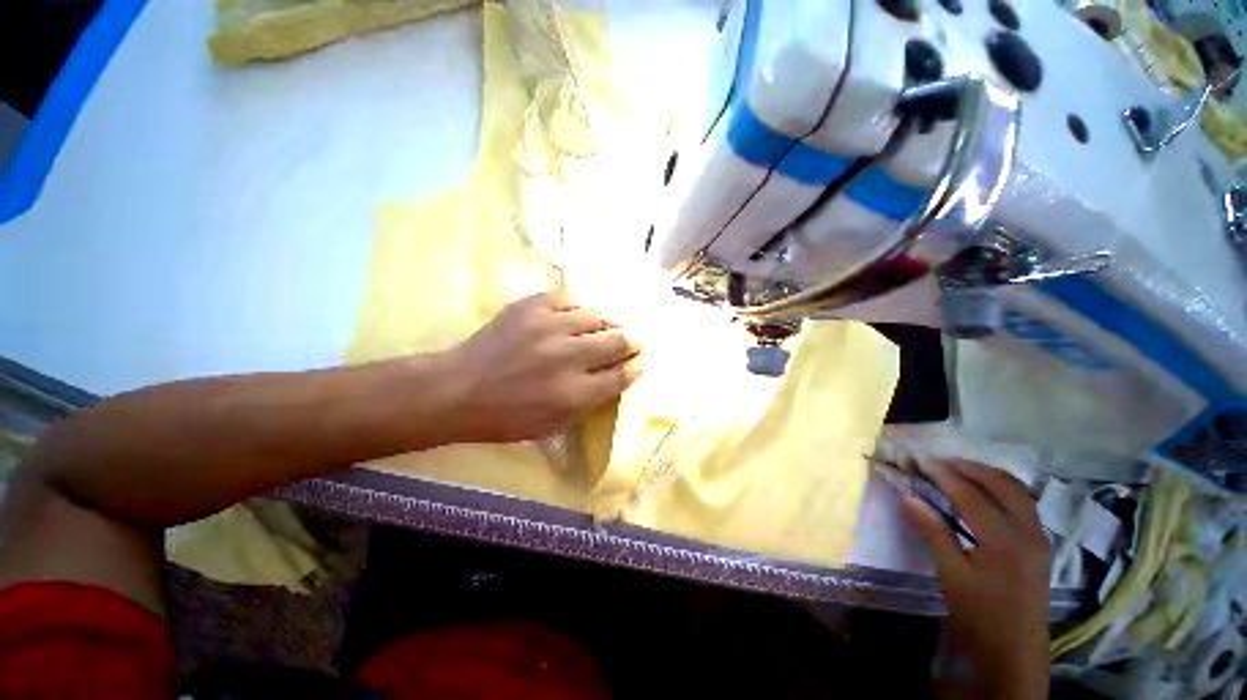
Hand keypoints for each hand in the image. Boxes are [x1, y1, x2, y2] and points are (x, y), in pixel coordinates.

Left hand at [441, 291, 642, 442]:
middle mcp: (568, 358)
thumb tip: (615, 376)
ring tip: (603, 328)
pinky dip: (577, 308)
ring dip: (605, 323)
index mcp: (575, 394)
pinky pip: (569, 299)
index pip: (622, 374)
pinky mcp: (530, 306)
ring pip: (596, 315)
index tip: (640, 359)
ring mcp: (549, 327)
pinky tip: (574, 316)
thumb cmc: (507, 417)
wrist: (458, 390)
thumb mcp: (554, 425)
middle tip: (632, 340)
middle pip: (618, 340)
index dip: (636, 365)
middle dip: (631, 341)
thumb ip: (590, 402)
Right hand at [900, 460, 1050, 699]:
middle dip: (968, 467)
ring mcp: (1039, 536)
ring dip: (986, 475)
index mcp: (1005, 540)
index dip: (942, 474)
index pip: (970, 494)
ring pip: (1016, 490)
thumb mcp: (951, 574)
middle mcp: (1028, 531)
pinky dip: (999, 489)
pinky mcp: (1039, 544)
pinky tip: (981, 493)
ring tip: (955, 471)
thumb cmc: (979, 615)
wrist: (1014, 652)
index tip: (918, 460)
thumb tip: (906, 496)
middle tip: (936, 462)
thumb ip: (933, 531)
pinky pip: (1022, 503)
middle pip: (1001, 484)